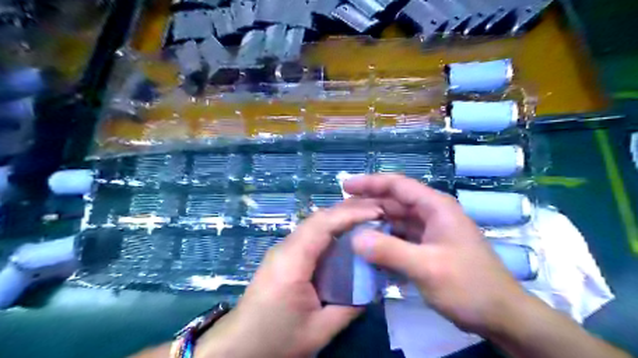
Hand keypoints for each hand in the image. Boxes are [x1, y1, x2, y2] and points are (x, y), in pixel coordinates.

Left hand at [197, 199, 379, 357]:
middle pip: (318, 218)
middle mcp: (285, 248)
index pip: (323, 225)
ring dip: (340, 217)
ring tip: (367, 217)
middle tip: (378, 210)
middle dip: (349, 210)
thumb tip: (372, 286)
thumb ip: (350, 307)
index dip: (351, 213)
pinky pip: (310, 234)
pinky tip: (346, 234)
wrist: (237, 346)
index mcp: (292, 262)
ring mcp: (282, 250)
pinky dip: (331, 228)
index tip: (378, 211)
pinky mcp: (283, 255)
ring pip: (314, 223)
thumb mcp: (318, 331)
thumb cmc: (275, 339)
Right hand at [344, 175, 528, 334]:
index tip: (345, 186)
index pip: (398, 185)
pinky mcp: (427, 248)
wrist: (501, 316)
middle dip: (368, 205)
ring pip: (395, 221)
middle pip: (394, 202)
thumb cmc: (469, 286)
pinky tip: (368, 250)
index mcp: (435, 207)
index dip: (370, 183)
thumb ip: (389, 251)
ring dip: (374, 224)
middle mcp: (432, 214)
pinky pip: (400, 238)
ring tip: (349, 230)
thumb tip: (354, 238)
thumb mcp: (427, 268)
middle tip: (341, 213)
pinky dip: (384, 241)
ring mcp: (430, 232)